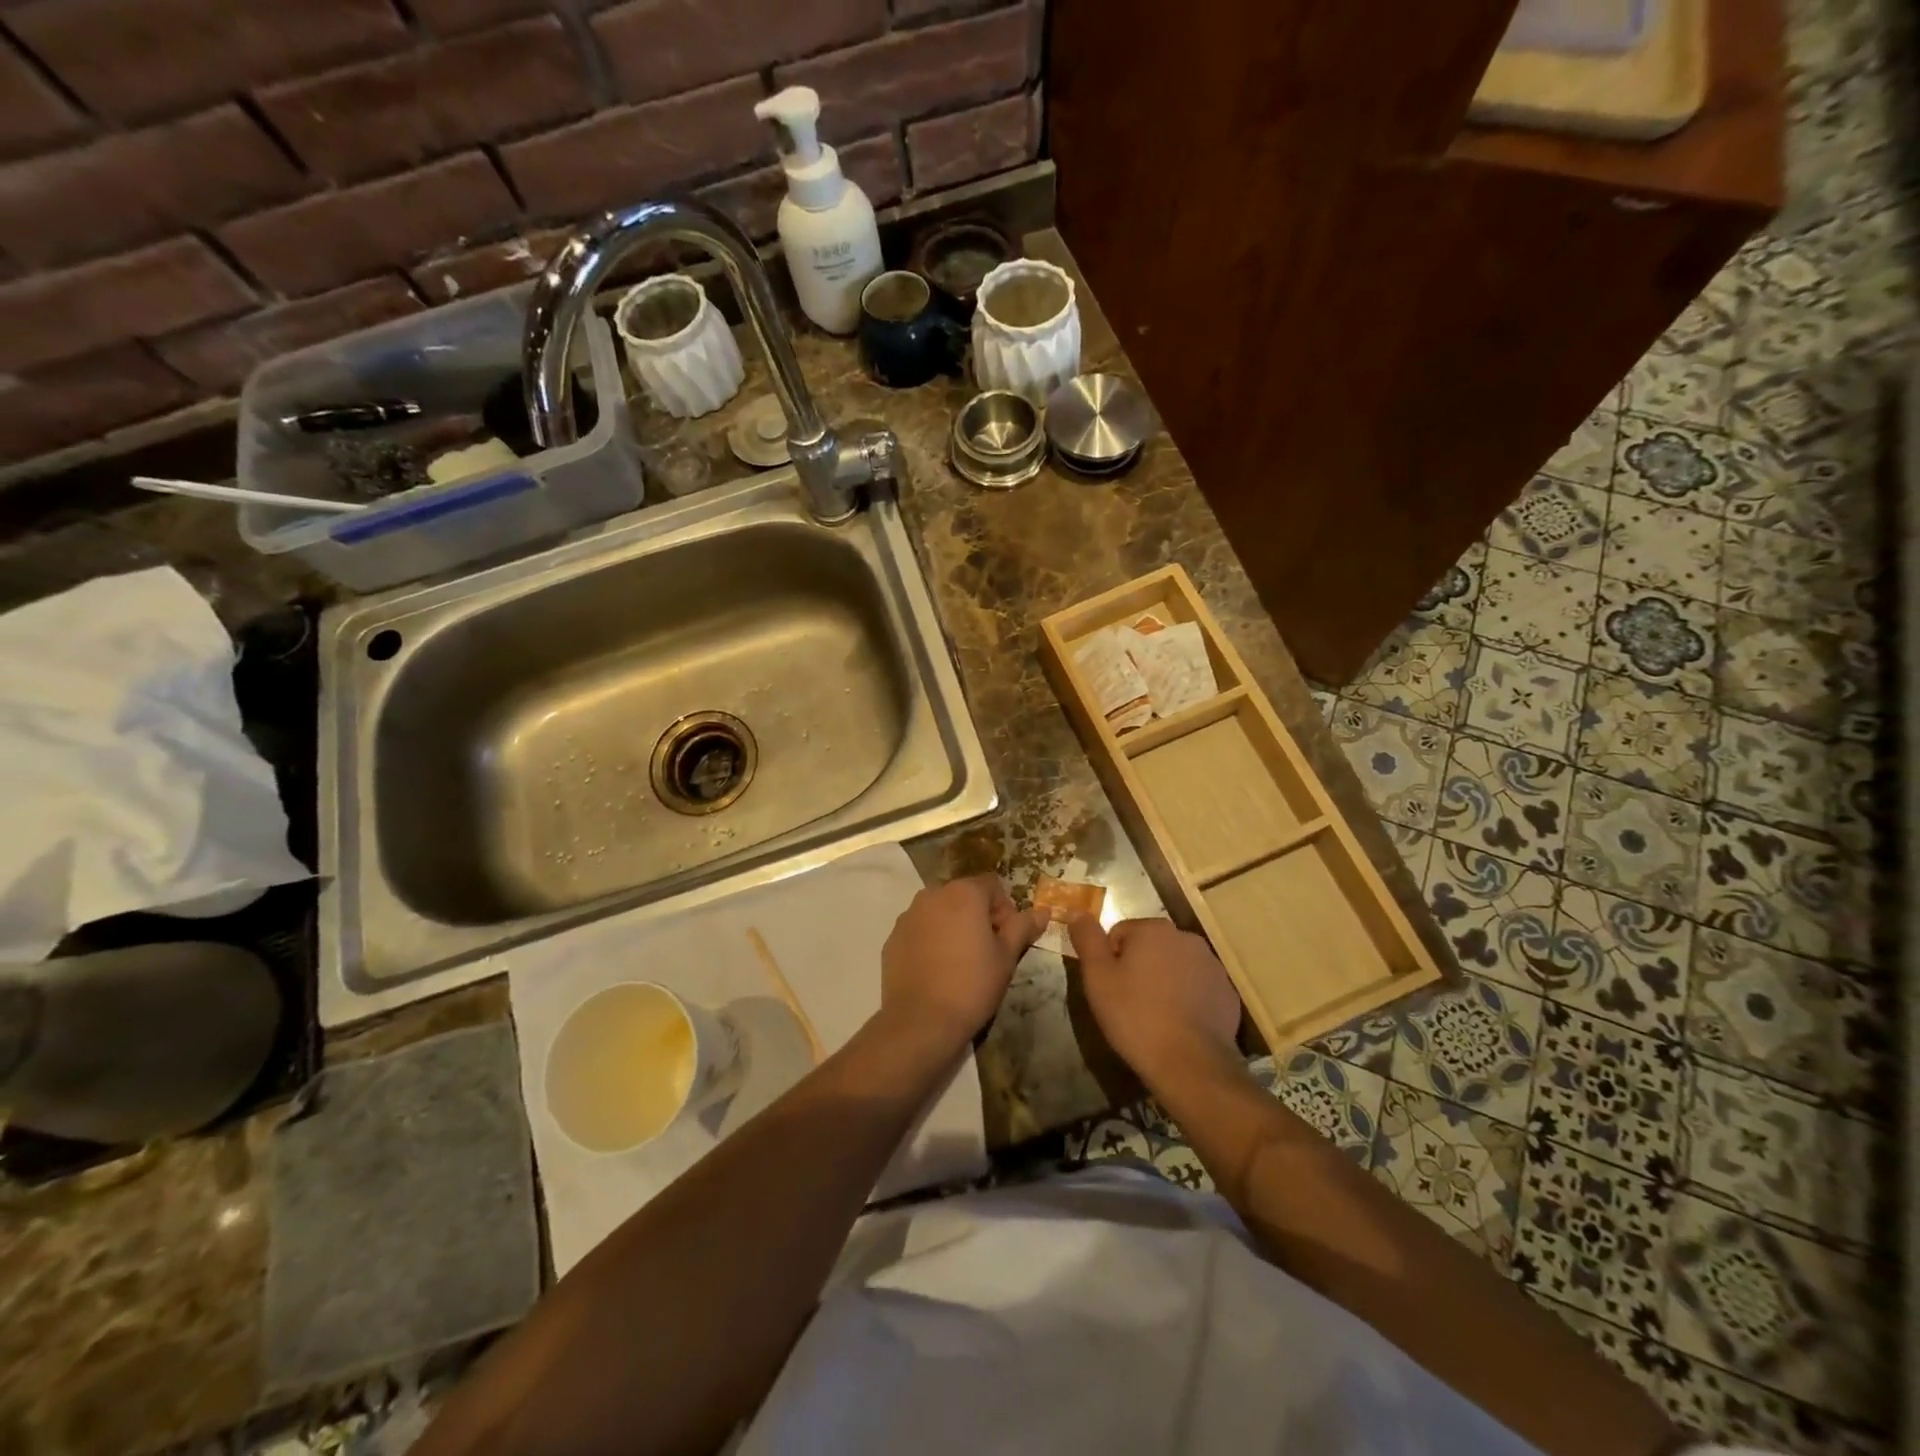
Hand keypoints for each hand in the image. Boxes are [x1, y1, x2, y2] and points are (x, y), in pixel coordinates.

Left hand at [880, 876, 1047, 1050]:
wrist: (921, 1021)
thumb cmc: (972, 984)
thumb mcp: (1006, 957)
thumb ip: (1023, 928)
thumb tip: (1042, 912)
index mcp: (963, 893)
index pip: (992, 885)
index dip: (1005, 909)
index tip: (1007, 939)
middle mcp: (932, 895)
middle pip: (964, 895)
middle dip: (978, 916)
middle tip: (987, 951)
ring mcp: (908, 916)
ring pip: (939, 912)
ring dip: (953, 926)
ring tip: (960, 962)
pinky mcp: (892, 938)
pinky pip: (919, 930)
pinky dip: (930, 941)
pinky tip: (937, 971)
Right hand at [1069, 916, 1242, 1090]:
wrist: (1189, 1064)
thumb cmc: (1135, 1016)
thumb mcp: (1097, 977)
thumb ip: (1087, 939)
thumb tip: (1076, 911)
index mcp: (1153, 929)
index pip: (1120, 934)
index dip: (1110, 961)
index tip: (1111, 989)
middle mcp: (1186, 938)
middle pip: (1150, 946)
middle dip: (1139, 967)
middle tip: (1130, 1002)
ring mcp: (1211, 965)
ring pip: (1175, 965)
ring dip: (1164, 981)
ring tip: (1154, 1015)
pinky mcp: (1227, 992)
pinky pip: (1197, 987)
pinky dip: (1187, 998)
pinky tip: (1179, 1023)